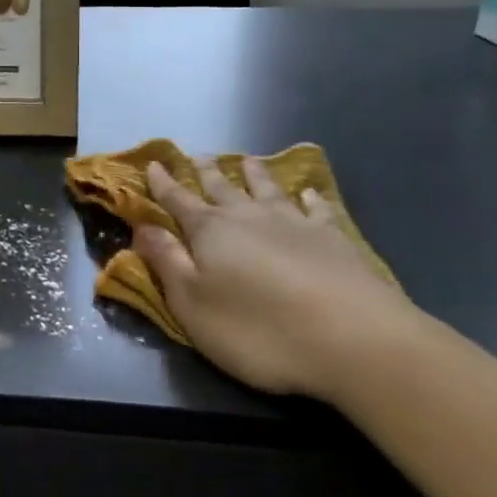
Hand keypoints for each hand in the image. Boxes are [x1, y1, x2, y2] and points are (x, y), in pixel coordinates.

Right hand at [136, 158, 417, 398]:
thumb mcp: (193, 304)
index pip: (178, 201)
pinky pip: (317, 209)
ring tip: (247, 160)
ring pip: (267, 189)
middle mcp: (249, 217)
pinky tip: (309, 193)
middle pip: (221, 187)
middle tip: (197, 156)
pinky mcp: (334, 239)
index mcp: (210, 231)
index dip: (163, 184)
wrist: (355, 340)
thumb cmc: (259, 329)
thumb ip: (166, 262)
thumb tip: (142, 227)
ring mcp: (295, 224)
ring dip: (254, 174)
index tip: (153, 164)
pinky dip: (310, 198)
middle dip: (205, 172)